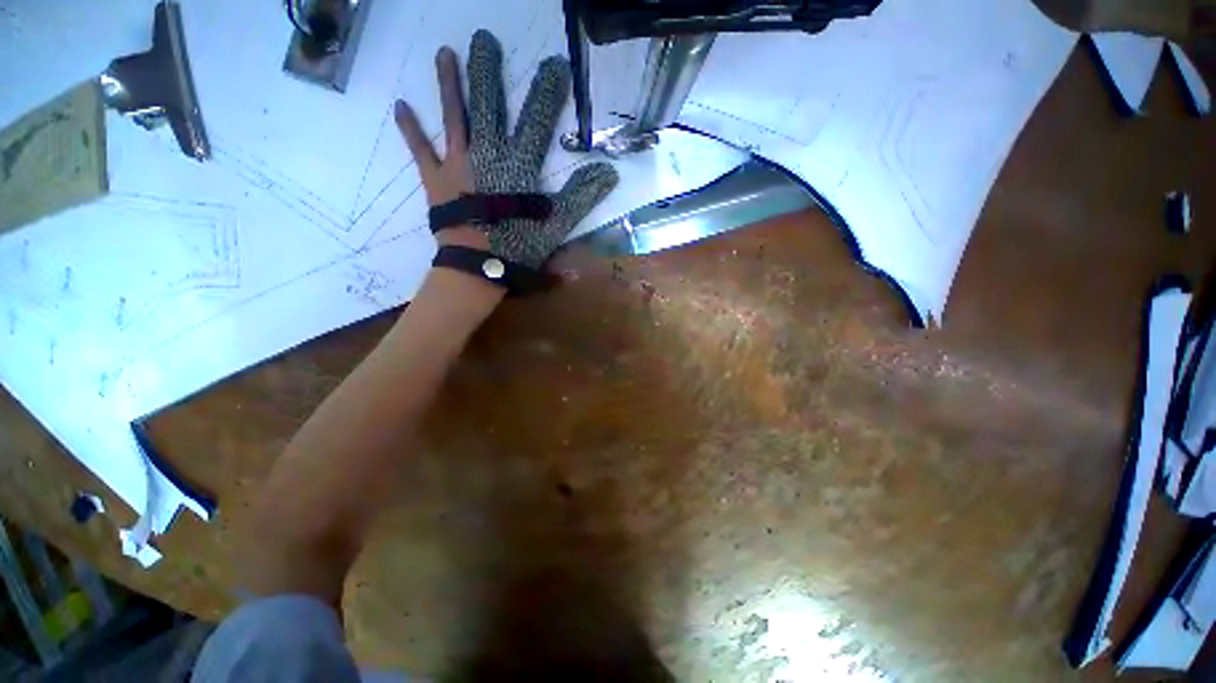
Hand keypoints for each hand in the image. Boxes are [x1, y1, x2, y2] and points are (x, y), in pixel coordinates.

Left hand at [394, 30, 618, 269]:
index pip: (538, 120)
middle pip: (488, 105)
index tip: (555, 65)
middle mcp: (487, 153)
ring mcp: (457, 163)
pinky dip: (410, 127)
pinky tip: (400, 105)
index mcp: (519, 164)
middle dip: (488, 71)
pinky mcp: (435, 178)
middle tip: (484, 39)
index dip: (547, 92)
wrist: (479, 267)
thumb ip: (581, 196)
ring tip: (444, 52)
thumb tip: (609, 173)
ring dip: (448, 83)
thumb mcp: (557, 224)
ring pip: (453, 116)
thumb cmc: (519, 246)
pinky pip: (420, 148)